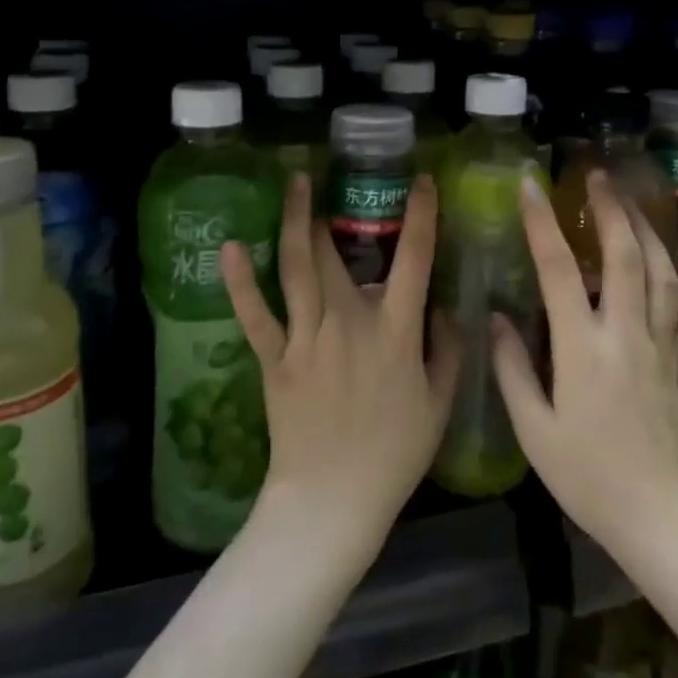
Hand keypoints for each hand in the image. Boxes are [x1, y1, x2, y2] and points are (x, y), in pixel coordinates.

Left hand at [221, 172, 458, 557]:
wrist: (333, 500)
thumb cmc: (394, 454)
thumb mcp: (439, 404)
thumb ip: (447, 350)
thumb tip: (443, 309)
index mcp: (394, 331)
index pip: (414, 260)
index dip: (420, 216)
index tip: (420, 182)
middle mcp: (349, 322)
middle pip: (338, 253)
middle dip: (333, 208)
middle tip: (327, 177)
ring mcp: (307, 338)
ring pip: (298, 269)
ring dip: (295, 222)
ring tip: (294, 184)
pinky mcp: (275, 359)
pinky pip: (256, 315)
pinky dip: (241, 281)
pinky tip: (230, 247)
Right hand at [490, 170, 677, 565]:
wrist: (662, 519)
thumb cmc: (588, 478)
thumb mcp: (534, 430)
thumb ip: (513, 369)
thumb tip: (497, 319)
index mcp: (582, 349)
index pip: (558, 270)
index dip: (541, 223)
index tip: (530, 186)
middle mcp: (627, 335)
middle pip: (623, 257)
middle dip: (609, 210)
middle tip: (596, 176)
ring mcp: (664, 347)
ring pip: (663, 274)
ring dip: (647, 231)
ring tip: (632, 202)